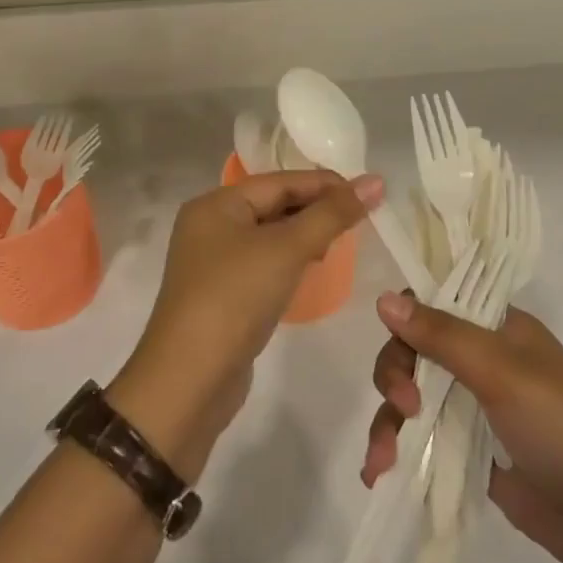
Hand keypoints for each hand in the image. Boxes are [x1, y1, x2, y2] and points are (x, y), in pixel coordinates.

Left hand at [112, 170, 378, 478]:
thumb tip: (374, 181)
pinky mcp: (222, 294)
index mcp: (216, 204)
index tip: (369, 192)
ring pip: (270, 235)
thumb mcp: (287, 249)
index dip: (326, 184)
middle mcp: (210, 226)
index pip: (281, 182)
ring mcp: (213, 262)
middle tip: (361, 218)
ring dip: (306, 235)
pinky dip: (290, 260)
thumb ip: (332, 214)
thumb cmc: (235, 298)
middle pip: (274, 204)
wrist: (188, 382)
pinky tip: (312, 268)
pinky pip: (264, 263)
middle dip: (317, 209)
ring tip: (340, 241)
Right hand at [362, 292, 562, 562]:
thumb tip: (382, 299)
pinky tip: (379, 473)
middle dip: (395, 377)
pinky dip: (395, 449)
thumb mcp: (501, 371)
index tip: (401, 348)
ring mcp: (470, 404)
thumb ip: (441, 335)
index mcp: (496, 326)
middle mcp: (480, 358)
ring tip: (382, 461)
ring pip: (408, 395)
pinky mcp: (464, 447)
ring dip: (387, 422)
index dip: (408, 320)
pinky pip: (417, 436)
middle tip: (404, 408)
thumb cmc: (558, 426)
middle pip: (413, 350)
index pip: (435, 302)